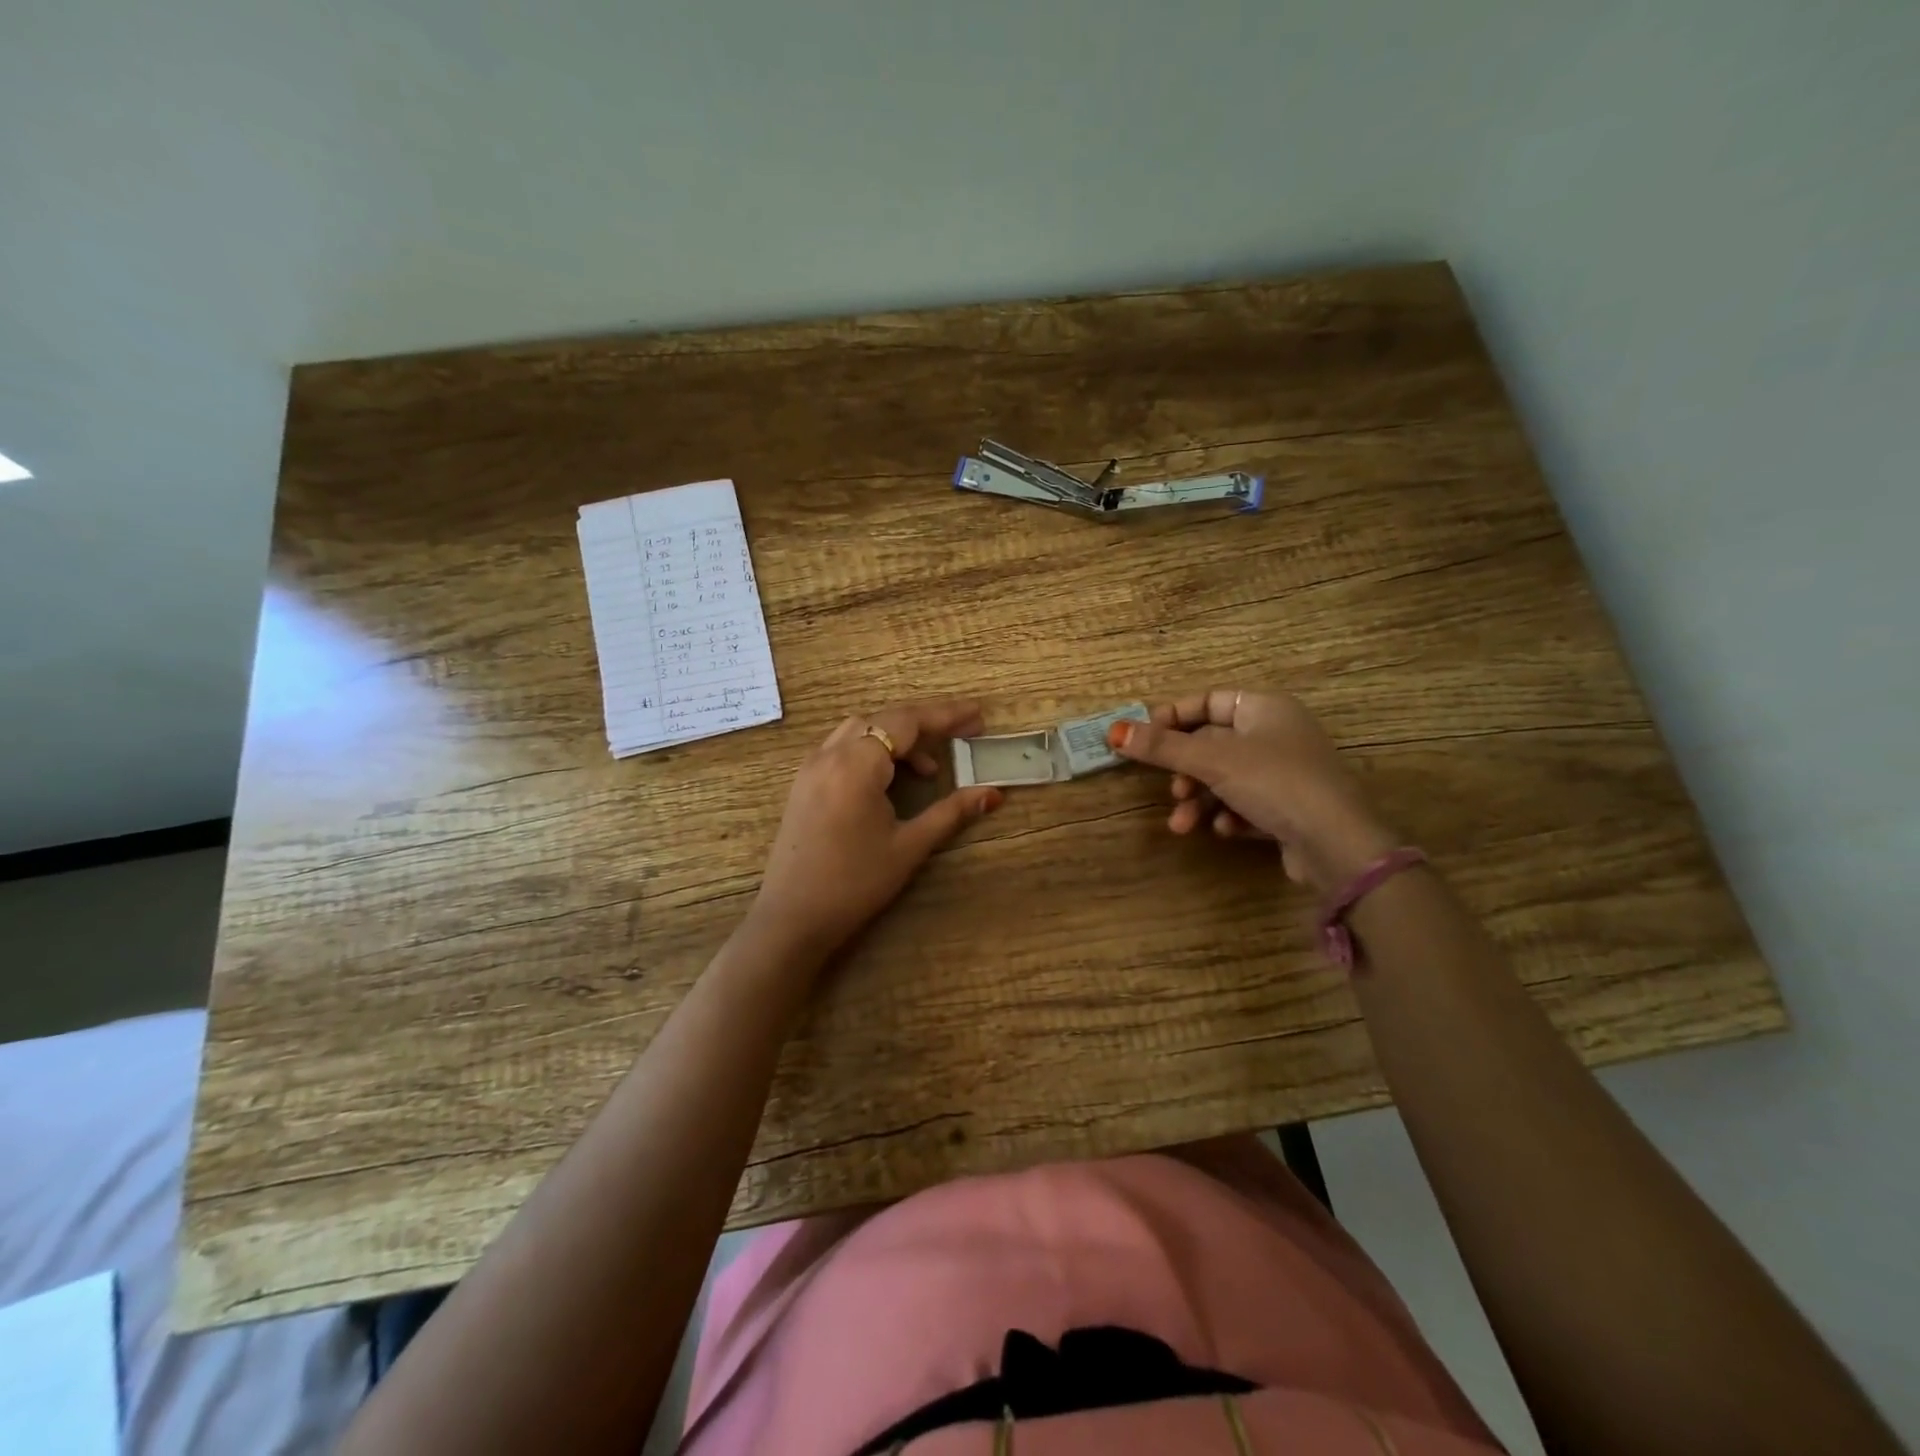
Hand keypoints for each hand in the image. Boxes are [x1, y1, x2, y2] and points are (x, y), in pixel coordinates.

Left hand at [748, 700, 1003, 962]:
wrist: (792, 918)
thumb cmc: (854, 884)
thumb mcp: (909, 846)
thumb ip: (951, 812)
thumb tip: (992, 794)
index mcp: (856, 765)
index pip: (906, 722)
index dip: (946, 715)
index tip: (978, 716)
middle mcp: (829, 754)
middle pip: (883, 719)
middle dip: (925, 723)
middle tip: (962, 735)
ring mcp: (811, 767)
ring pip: (861, 730)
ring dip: (897, 737)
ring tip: (930, 768)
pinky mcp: (804, 783)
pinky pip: (843, 747)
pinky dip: (873, 749)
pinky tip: (891, 779)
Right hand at [1109, 688, 1397, 894]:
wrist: (1336, 842)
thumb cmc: (1274, 782)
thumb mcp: (1211, 761)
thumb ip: (1161, 747)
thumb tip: (1113, 732)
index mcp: (1265, 707)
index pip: (1208, 700)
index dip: (1173, 718)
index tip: (1143, 739)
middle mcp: (1277, 733)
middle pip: (1213, 744)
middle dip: (1185, 772)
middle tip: (1171, 790)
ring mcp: (1286, 771)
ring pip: (1226, 778)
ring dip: (1199, 800)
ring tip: (1183, 824)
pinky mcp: (1290, 807)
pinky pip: (1246, 803)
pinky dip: (1229, 815)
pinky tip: (1225, 830)